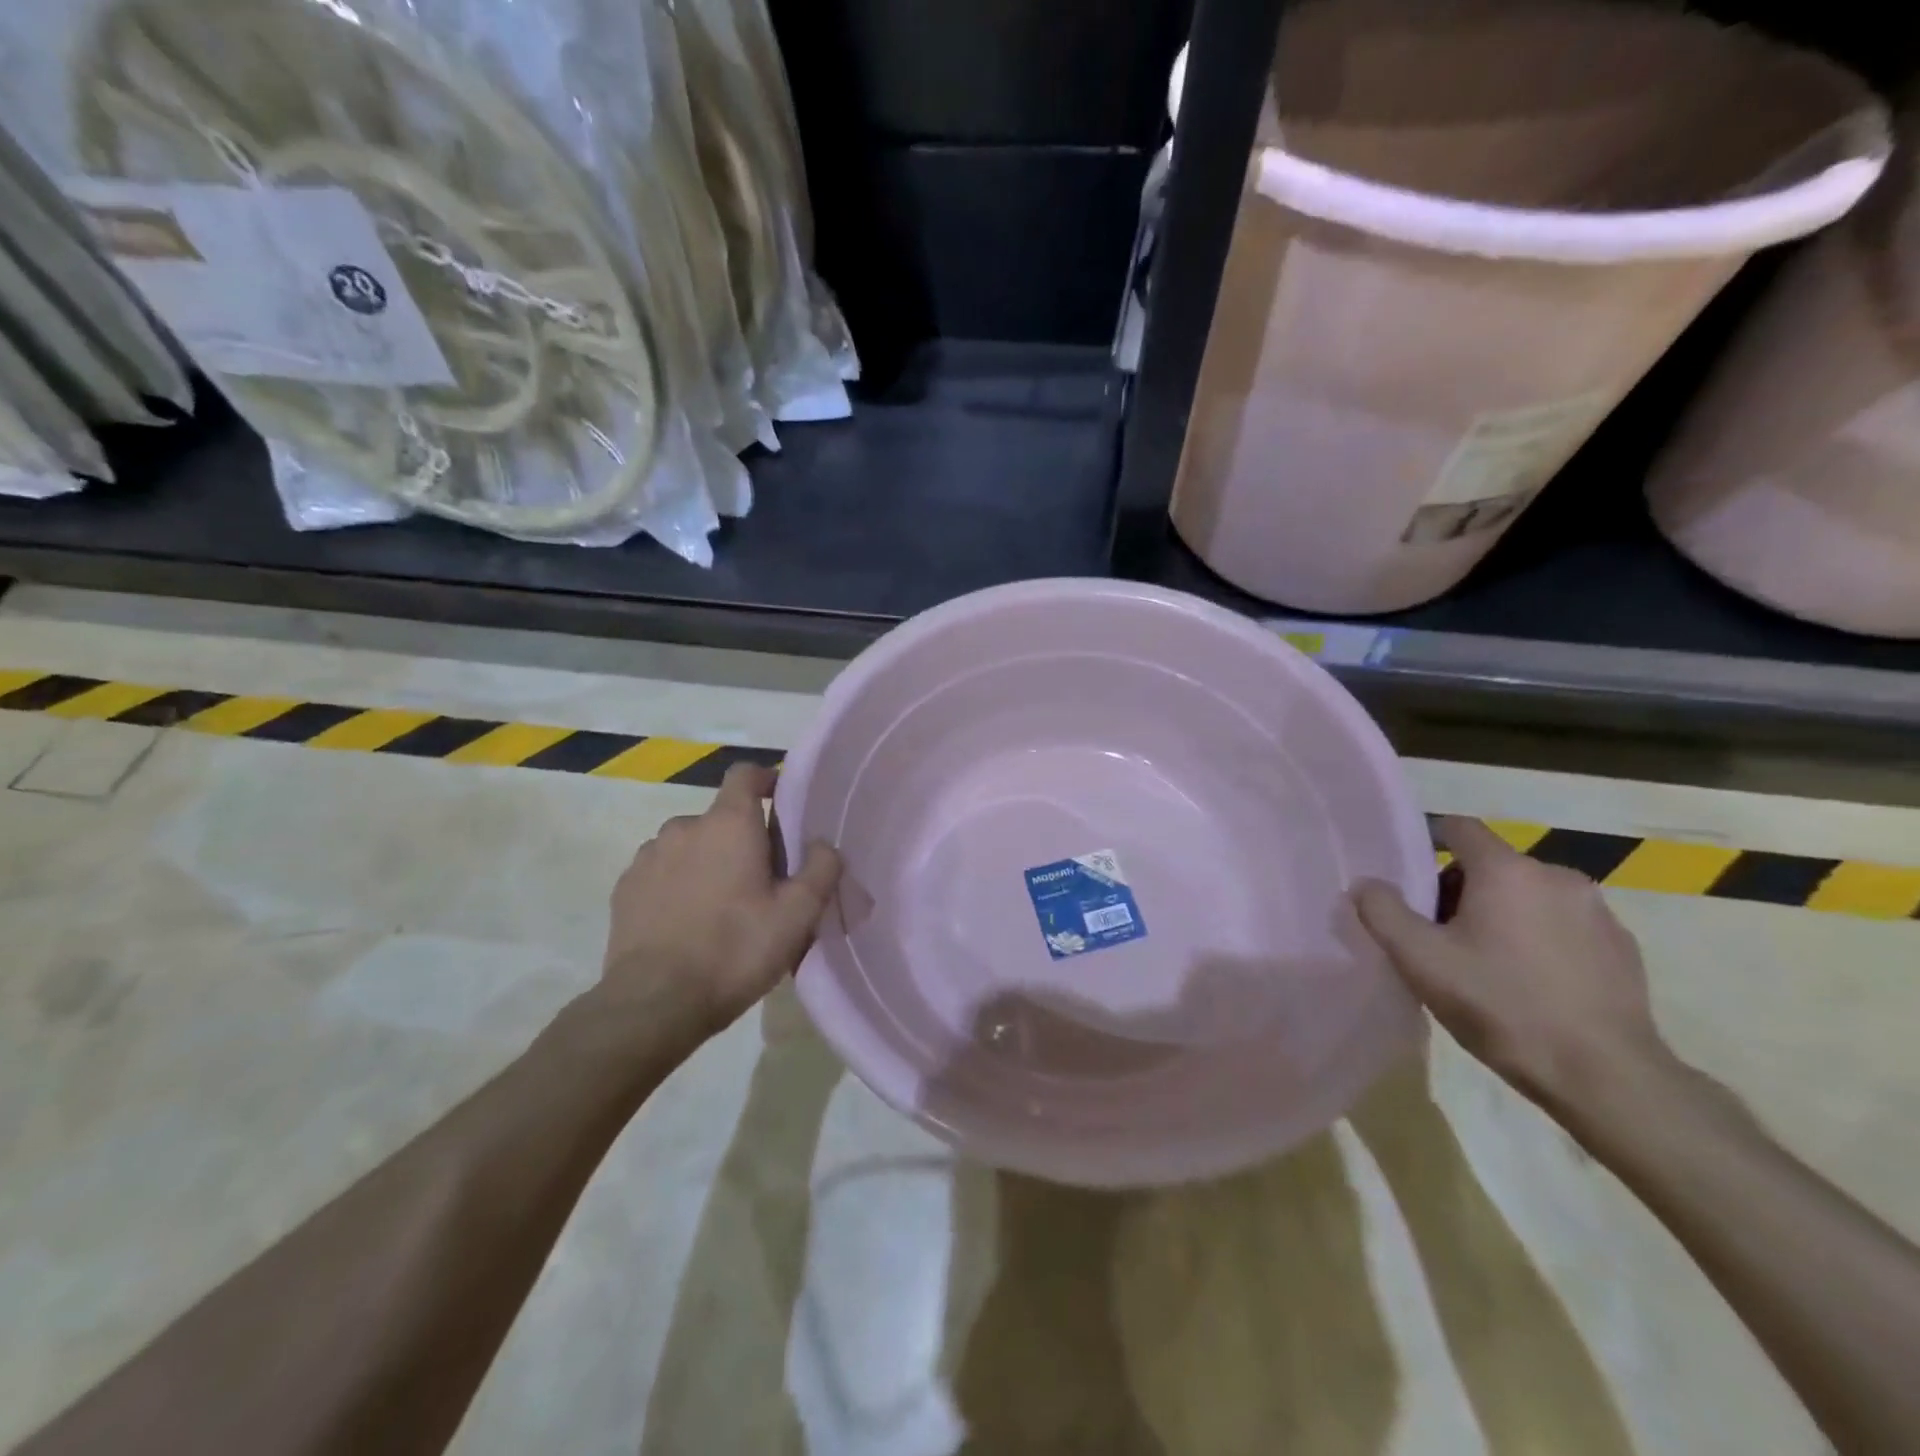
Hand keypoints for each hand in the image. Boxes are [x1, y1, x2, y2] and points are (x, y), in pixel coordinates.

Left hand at [600, 763, 841, 1039]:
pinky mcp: (624, 888)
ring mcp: (648, 857)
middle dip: (741, 838)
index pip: (745, 774)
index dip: (765, 780)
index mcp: (728, 824)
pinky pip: (661, 871)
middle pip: (720, 817)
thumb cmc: (735, 950)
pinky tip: (686, 923)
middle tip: (760, 880)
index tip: (780, 803)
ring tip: (720, 906)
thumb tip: (824, 843)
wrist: (654, 1003)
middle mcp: (683, 827)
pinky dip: (677, 884)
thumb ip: (821, 869)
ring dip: (707, 861)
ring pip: (688, 845)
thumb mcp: (798, 915)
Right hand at [1353, 816, 1669, 1114]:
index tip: (1409, 880)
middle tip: (1439, 936)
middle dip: (1459, 890)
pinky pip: (1564, 924)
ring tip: (1485, 963)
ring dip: (1501, 914)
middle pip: (1491, 864)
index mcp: (1507, 870)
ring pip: (1529, 895)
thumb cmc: (1501, 1006)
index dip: (1426, 844)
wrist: (1605, 1077)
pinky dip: (1539, 938)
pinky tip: (1530, 983)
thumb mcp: (1420, 960)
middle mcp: (1557, 876)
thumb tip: (1366, 884)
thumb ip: (1382, 911)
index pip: (1458, 828)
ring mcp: (1598, 911)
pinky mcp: (1623, 947)